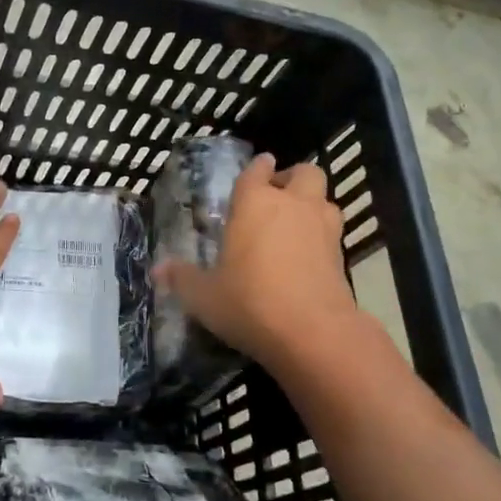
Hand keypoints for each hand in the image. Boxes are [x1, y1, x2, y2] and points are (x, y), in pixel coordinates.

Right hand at [153, 153, 358, 368]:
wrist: (313, 332)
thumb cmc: (249, 302)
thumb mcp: (204, 295)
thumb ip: (182, 278)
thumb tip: (158, 269)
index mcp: (255, 202)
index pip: (257, 170)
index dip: (257, 168)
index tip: (257, 169)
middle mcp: (293, 205)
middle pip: (305, 172)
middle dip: (292, 179)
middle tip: (277, 197)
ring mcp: (323, 228)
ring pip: (324, 200)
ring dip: (311, 205)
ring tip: (294, 225)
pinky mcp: (343, 256)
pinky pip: (332, 232)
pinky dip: (321, 236)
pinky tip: (306, 256)